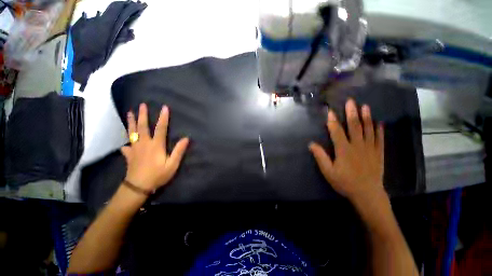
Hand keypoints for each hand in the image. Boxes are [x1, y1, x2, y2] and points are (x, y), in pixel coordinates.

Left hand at [121, 103, 188, 191]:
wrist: (138, 187)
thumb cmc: (158, 175)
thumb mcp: (172, 164)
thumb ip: (178, 151)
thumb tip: (186, 138)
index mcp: (156, 145)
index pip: (161, 128)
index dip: (163, 118)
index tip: (164, 107)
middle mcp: (144, 144)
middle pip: (143, 127)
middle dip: (143, 115)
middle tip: (141, 105)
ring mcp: (135, 149)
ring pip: (132, 133)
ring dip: (131, 122)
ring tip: (129, 113)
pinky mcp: (129, 155)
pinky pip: (126, 146)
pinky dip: (126, 143)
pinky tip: (125, 144)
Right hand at [309, 99, 384, 202]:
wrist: (367, 194)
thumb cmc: (345, 182)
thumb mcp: (328, 171)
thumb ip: (320, 156)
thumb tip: (311, 144)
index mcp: (344, 150)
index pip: (337, 132)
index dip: (333, 121)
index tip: (330, 111)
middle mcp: (357, 146)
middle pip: (354, 126)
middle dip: (351, 113)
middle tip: (351, 101)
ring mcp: (370, 148)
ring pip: (368, 130)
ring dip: (366, 117)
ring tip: (365, 106)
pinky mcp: (379, 153)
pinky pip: (380, 139)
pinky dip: (379, 130)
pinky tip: (379, 122)